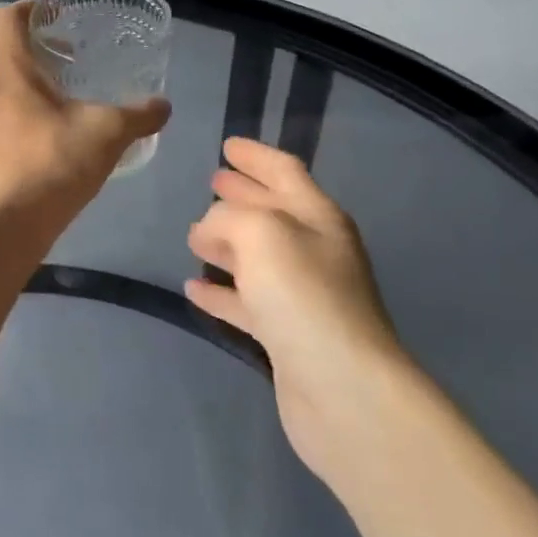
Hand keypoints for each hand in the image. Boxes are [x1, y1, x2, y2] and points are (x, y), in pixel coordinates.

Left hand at [0, 1, 169, 230]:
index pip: (10, 19)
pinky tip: (55, 137)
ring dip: (36, 86)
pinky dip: (28, 115)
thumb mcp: (107, 132)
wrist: (11, 222)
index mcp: (11, 70)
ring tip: (70, 101)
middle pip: (11, 54)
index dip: (33, 8)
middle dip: (43, 52)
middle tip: (76, 60)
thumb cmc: (55, 162)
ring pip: (8, 88)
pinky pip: (4, 117)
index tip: (59, 15)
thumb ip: (139, 115)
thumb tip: (164, 106)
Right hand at [185, 138, 408, 475]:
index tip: (227, 145)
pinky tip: (194, 288)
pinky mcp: (286, 336)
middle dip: (242, 195)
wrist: (343, 392)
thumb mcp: (261, 234)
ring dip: (227, 244)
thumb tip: (210, 230)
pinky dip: (221, 292)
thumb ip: (228, 218)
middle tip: (211, 182)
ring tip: (193, 234)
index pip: (285, 172)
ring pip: (257, 258)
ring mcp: (302, 296)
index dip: (257, 156)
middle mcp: (315, 252)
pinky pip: (247, 302)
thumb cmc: (304, 297)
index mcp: (318, 218)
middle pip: (273, 212)